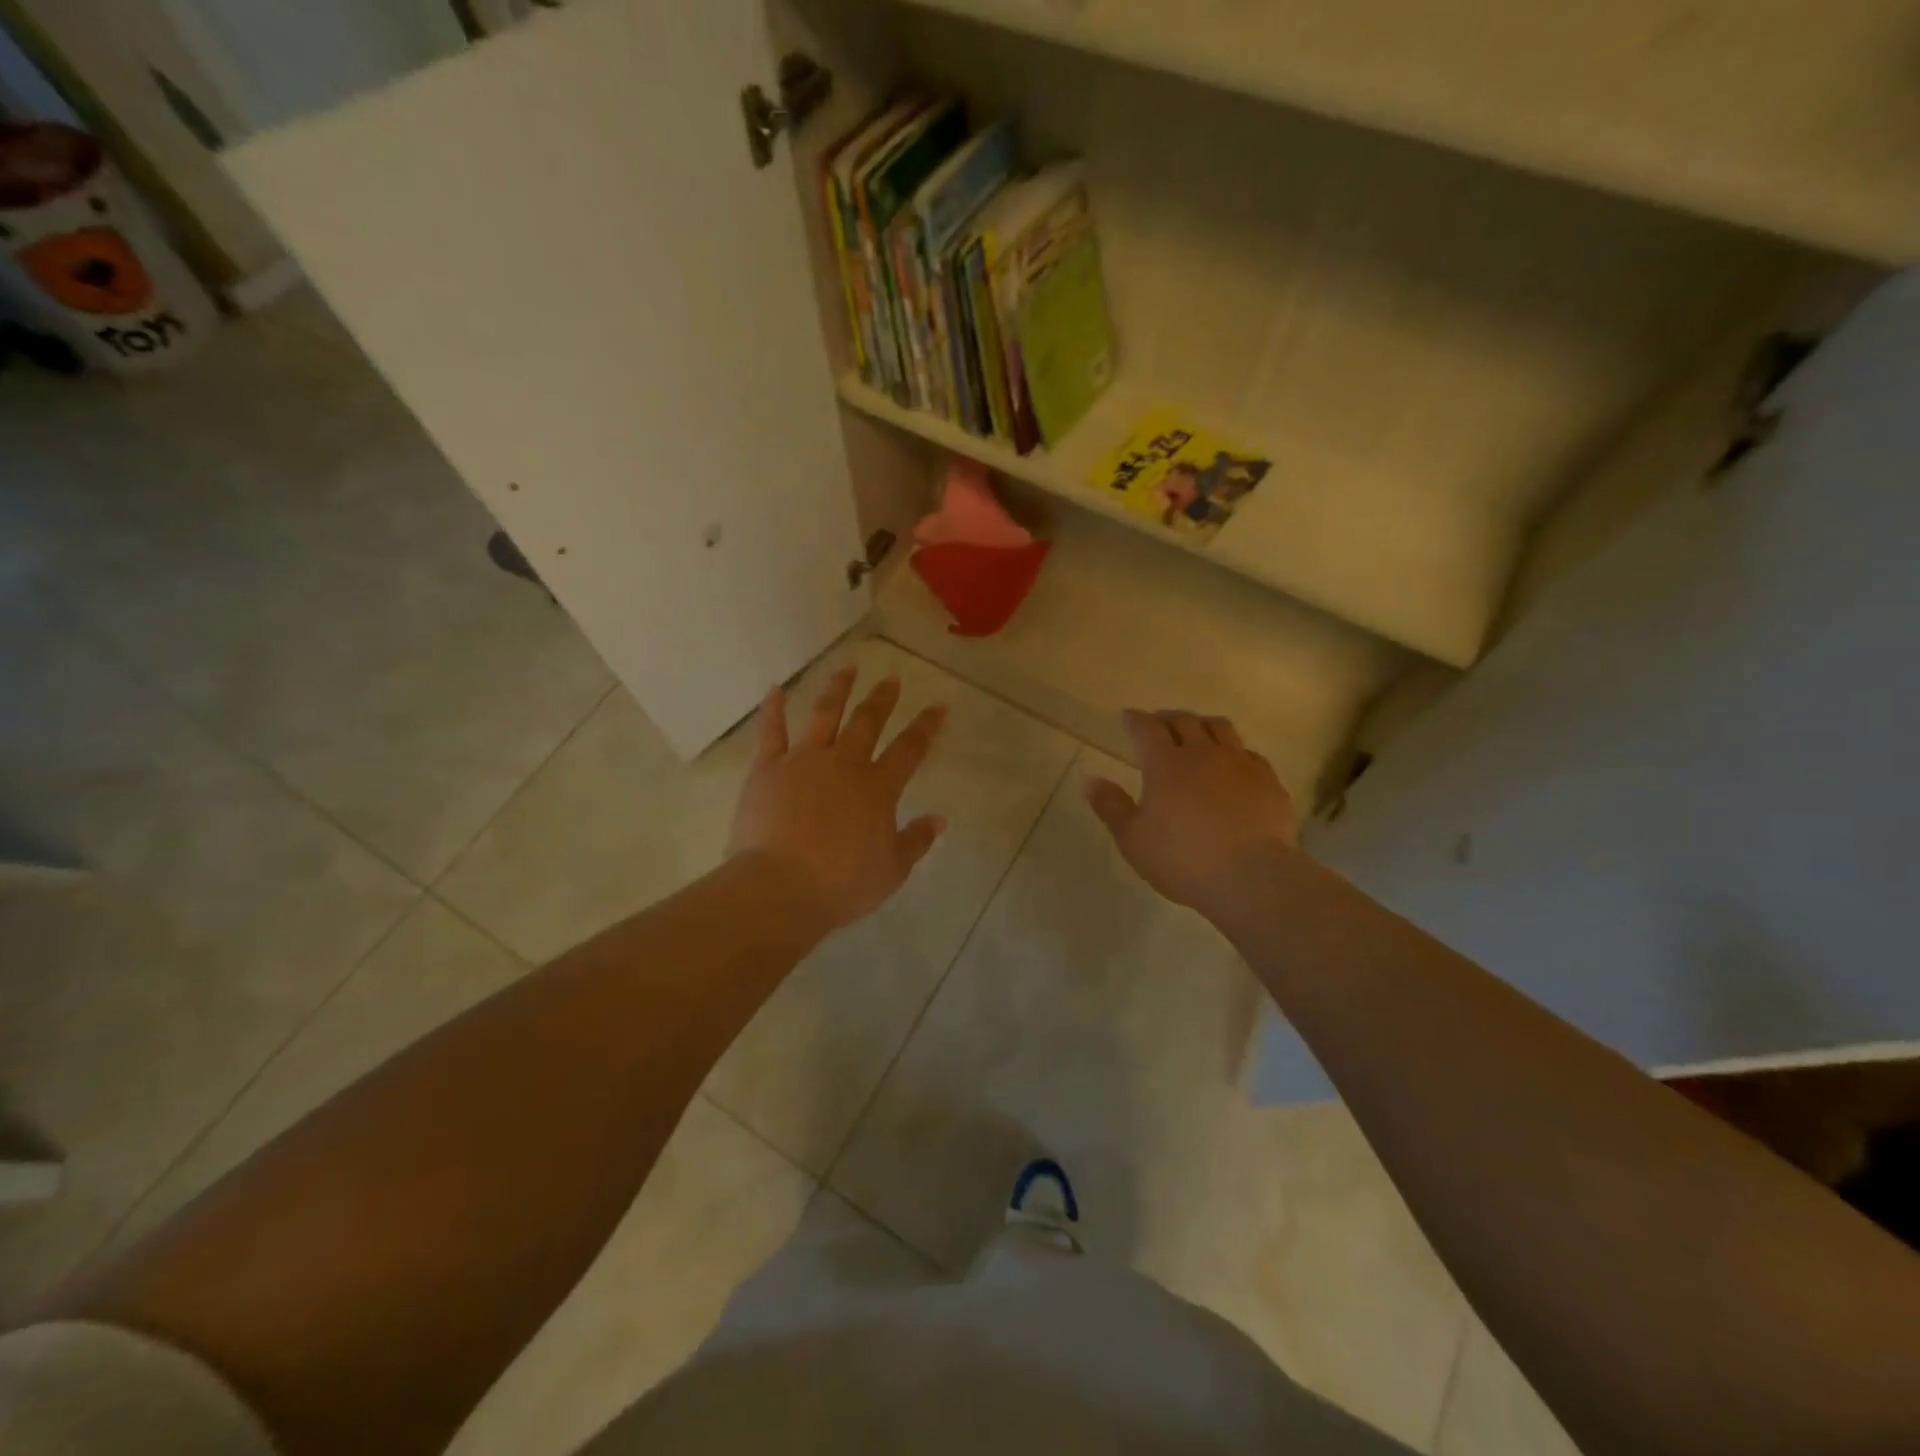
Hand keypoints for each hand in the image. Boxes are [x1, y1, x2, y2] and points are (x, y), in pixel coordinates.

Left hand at [728, 665, 947, 931]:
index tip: (938, 705)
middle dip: (883, 698)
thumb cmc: (842, 884)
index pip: (909, 749)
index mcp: (878, 788)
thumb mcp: (892, 870)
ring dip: (838, 688)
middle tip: (892, 679)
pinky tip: (775, 688)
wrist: (780, 887)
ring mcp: (804, 760)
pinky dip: (773, 708)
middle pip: (868, 721)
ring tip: (848, 667)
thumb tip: (940, 819)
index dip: (926, 726)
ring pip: (825, 714)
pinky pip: (771, 731)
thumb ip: (916, 841)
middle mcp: (844, 763)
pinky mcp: (768, 768)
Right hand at [1085, 710, 1297, 921]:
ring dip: (1202, 725)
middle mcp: (1203, 753)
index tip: (1128, 717)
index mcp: (1165, 763)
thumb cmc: (1182, 859)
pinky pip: (1248, 753)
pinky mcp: (1268, 780)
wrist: (1252, 878)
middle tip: (1159, 724)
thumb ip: (1111, 806)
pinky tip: (1232, 765)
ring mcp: (1239, 763)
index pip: (1146, 727)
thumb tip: (1090, 779)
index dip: (1135, 719)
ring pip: (1220, 728)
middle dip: (1167, 718)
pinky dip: (1233, 751)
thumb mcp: (1133, 839)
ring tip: (1197, 733)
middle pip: (1184, 720)